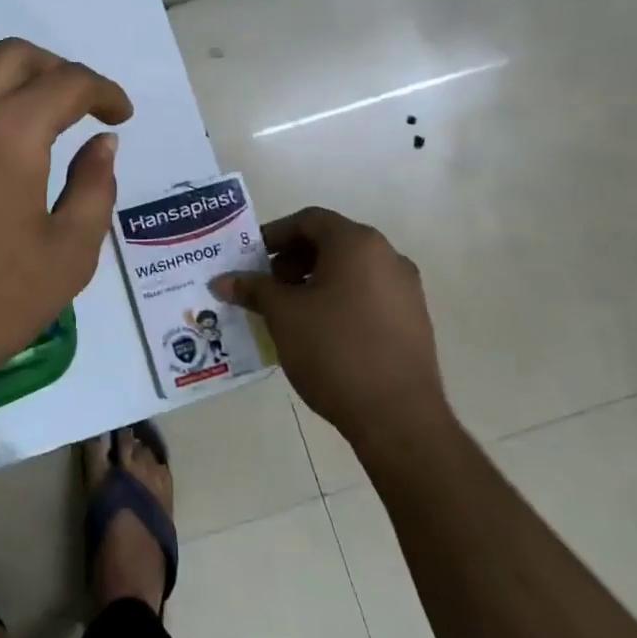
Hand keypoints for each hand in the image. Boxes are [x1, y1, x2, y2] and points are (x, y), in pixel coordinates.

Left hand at [0, 38, 132, 405]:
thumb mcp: (68, 254)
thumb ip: (95, 187)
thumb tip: (103, 143)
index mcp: (7, 129)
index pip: (68, 82)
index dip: (104, 91)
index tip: (120, 114)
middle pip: (13, 56)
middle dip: (57, 70)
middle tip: (80, 106)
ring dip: (12, 89)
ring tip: (35, 132)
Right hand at [214, 207, 447, 444]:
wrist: (398, 417)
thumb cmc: (334, 350)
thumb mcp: (283, 315)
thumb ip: (253, 290)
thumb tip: (223, 280)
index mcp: (357, 244)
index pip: (309, 220)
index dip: (275, 234)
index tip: (251, 258)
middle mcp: (388, 257)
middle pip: (331, 243)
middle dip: (292, 260)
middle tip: (266, 286)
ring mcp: (406, 290)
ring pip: (350, 271)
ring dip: (314, 281)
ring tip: (288, 312)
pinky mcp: (413, 320)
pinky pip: (367, 295)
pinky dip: (339, 300)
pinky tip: (318, 332)